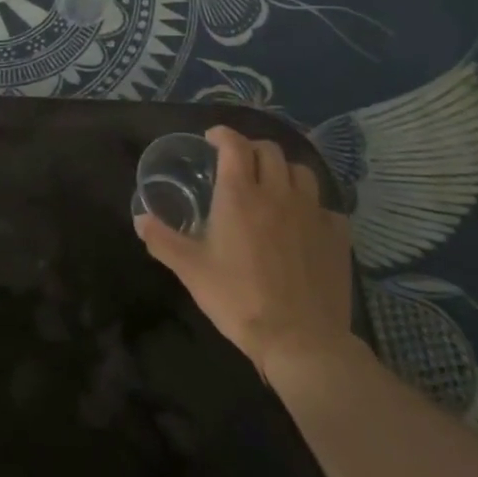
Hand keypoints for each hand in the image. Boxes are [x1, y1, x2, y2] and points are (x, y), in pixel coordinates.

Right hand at [136, 127, 356, 385]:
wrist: (300, 341)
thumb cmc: (239, 299)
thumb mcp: (190, 270)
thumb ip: (162, 239)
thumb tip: (139, 219)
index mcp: (240, 194)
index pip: (234, 144)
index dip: (222, 134)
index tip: (212, 139)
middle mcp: (278, 193)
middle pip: (270, 150)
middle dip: (252, 149)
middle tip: (239, 164)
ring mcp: (313, 213)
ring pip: (301, 172)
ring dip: (284, 172)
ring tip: (273, 187)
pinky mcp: (337, 237)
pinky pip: (327, 207)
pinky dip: (313, 207)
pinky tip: (304, 224)